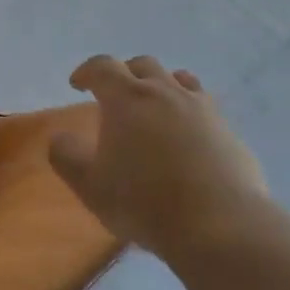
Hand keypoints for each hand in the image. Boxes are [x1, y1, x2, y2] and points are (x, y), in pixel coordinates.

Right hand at [48, 55, 267, 264]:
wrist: (219, 225)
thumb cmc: (144, 202)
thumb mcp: (90, 185)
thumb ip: (66, 156)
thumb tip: (60, 138)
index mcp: (127, 98)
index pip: (102, 67)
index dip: (87, 71)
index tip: (77, 84)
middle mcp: (165, 92)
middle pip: (143, 65)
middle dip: (124, 74)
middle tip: (114, 95)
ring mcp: (202, 108)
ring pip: (180, 79)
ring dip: (161, 85)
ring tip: (154, 107)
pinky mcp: (229, 130)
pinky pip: (204, 106)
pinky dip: (189, 110)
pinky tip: (187, 135)